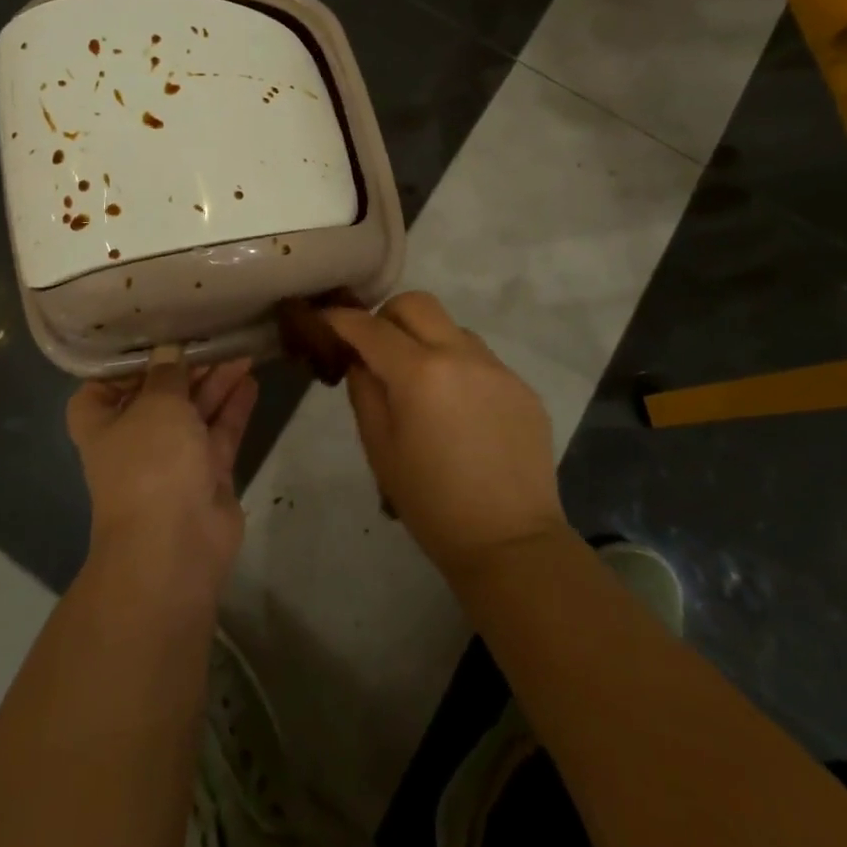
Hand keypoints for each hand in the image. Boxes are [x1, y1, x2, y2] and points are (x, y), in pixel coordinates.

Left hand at [66, 354, 257, 603]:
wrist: (175, 545)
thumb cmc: (150, 463)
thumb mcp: (156, 404)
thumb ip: (167, 374)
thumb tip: (168, 352)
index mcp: (103, 424)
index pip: (103, 387)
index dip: (126, 365)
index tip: (154, 338)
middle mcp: (135, 440)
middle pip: (159, 395)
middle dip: (185, 368)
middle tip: (214, 336)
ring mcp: (173, 460)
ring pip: (194, 412)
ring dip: (215, 382)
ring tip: (241, 349)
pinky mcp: (207, 474)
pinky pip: (220, 433)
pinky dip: (234, 408)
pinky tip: (251, 379)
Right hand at [325, 293, 566, 581]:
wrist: (510, 543)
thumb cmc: (431, 503)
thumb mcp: (380, 449)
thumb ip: (365, 392)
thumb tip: (362, 361)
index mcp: (419, 373)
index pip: (370, 327)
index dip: (341, 320)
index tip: (325, 320)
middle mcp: (461, 355)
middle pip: (416, 303)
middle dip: (388, 316)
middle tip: (377, 349)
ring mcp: (497, 367)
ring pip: (451, 327)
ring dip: (427, 340)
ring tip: (421, 383)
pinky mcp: (521, 385)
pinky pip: (480, 358)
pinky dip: (458, 367)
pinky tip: (458, 410)